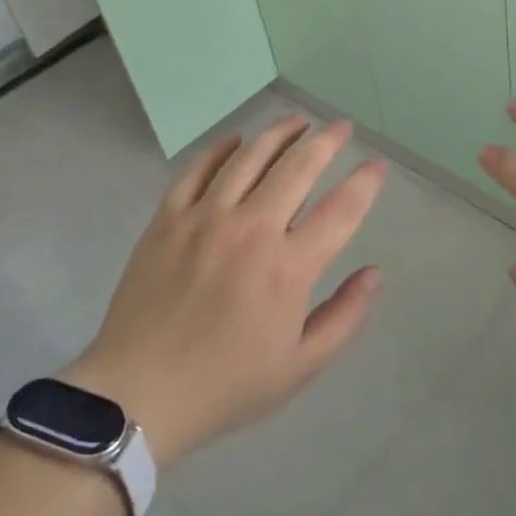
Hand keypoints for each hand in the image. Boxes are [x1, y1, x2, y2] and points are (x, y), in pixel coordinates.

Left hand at [64, 115, 386, 465]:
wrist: (138, 394)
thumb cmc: (226, 384)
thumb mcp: (300, 366)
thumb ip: (344, 316)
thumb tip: (374, 273)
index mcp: (288, 267)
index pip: (340, 209)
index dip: (365, 183)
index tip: (377, 166)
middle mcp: (251, 229)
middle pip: (298, 167)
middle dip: (326, 141)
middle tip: (341, 127)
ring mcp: (205, 218)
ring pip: (249, 157)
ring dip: (279, 133)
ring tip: (298, 121)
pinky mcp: (168, 218)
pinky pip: (197, 169)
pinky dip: (221, 149)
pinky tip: (237, 140)